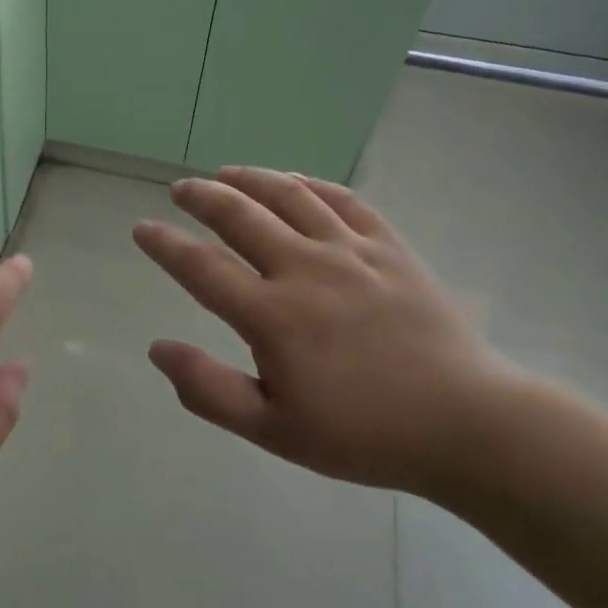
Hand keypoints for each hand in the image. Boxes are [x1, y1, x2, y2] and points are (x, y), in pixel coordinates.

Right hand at [132, 167, 528, 497]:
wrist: (465, 424)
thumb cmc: (363, 434)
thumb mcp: (274, 430)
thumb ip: (208, 389)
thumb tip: (157, 348)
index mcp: (272, 316)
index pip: (200, 267)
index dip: (165, 245)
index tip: (142, 228)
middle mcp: (305, 268)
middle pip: (240, 215)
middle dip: (202, 197)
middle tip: (181, 189)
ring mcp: (351, 251)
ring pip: (289, 195)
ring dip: (250, 178)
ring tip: (227, 174)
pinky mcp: (390, 247)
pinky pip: (344, 200)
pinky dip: (311, 183)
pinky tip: (296, 181)